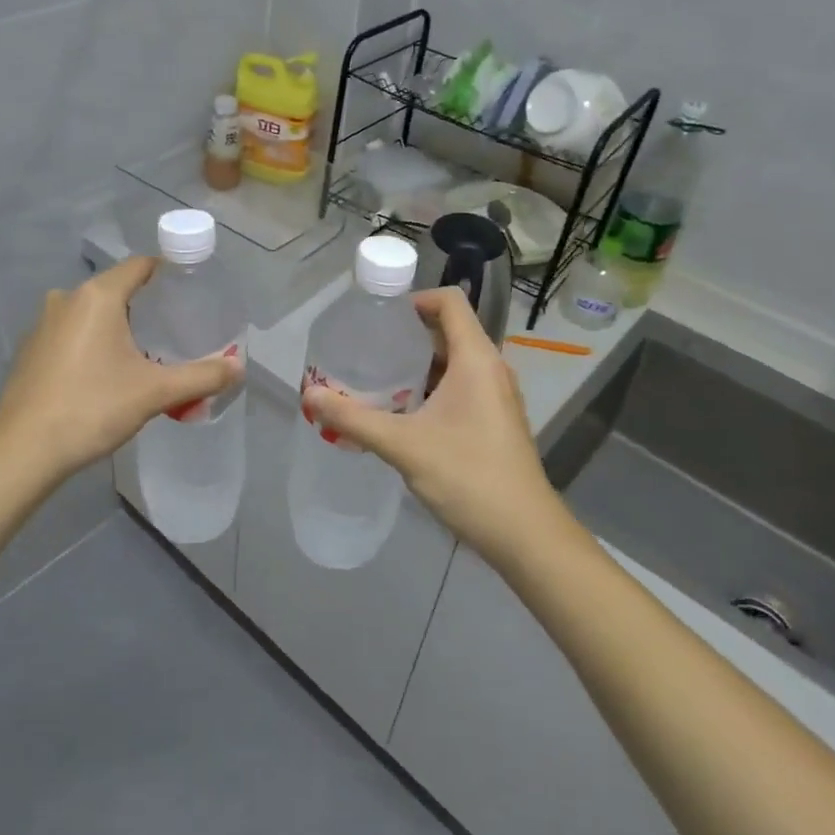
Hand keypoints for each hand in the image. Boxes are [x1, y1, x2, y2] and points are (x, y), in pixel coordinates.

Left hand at [0, 257, 242, 484]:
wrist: (23, 452)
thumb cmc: (92, 408)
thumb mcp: (155, 392)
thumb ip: (201, 376)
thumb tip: (240, 367)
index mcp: (97, 296)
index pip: (140, 266)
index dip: (169, 274)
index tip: (192, 293)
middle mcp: (67, 299)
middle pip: (117, 290)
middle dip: (148, 307)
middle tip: (176, 332)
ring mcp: (43, 325)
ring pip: (93, 314)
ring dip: (119, 328)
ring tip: (146, 355)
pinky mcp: (31, 351)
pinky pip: (72, 334)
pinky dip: (94, 344)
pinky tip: (106, 375)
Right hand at [301, 288, 568, 567]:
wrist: (525, 534)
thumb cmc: (467, 476)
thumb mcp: (403, 445)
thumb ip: (353, 418)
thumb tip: (310, 395)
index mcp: (476, 359)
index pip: (449, 301)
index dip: (414, 299)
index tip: (378, 317)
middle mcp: (491, 369)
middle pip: (449, 330)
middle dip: (407, 334)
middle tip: (367, 348)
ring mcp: (497, 396)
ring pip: (454, 362)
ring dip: (418, 364)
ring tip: (377, 379)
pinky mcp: (496, 420)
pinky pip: (461, 387)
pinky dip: (431, 388)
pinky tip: (403, 413)